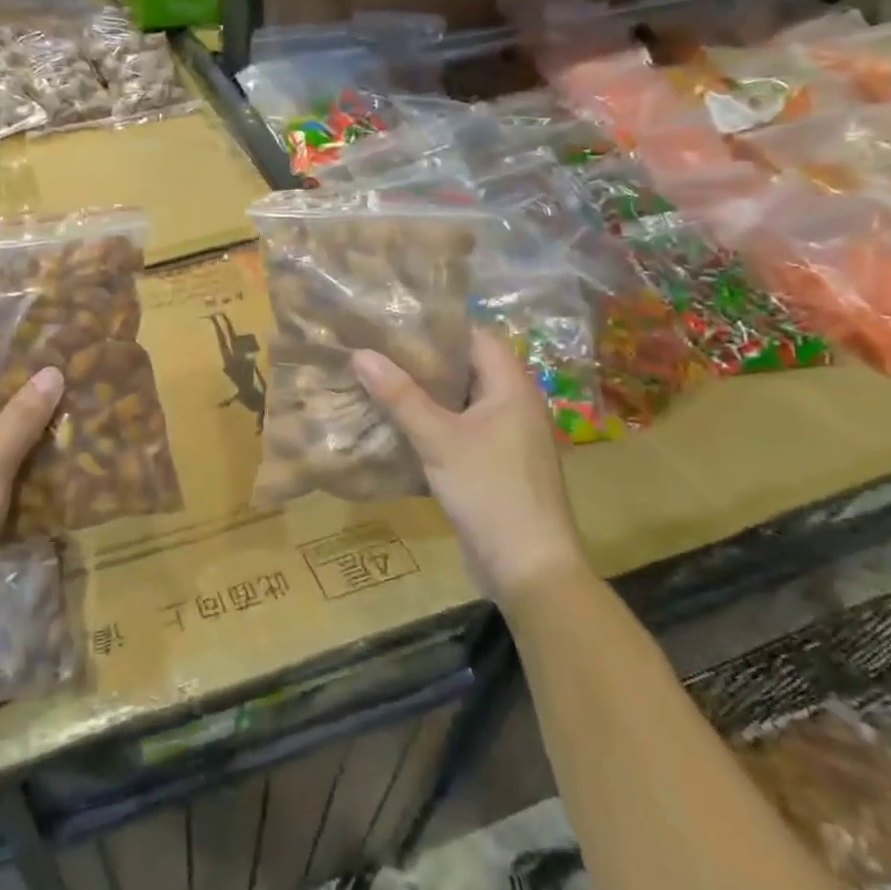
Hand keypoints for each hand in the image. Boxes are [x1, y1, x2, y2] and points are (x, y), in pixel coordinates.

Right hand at [352, 329, 586, 614]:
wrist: (529, 569)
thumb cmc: (490, 492)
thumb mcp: (438, 440)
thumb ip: (400, 396)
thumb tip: (360, 354)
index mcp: (512, 388)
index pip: (476, 337)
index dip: (438, 325)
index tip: (395, 319)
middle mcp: (514, 405)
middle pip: (466, 367)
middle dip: (423, 359)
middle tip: (377, 348)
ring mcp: (507, 437)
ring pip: (460, 401)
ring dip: (425, 393)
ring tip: (379, 378)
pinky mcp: (495, 464)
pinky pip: (460, 429)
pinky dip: (432, 422)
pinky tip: (397, 423)